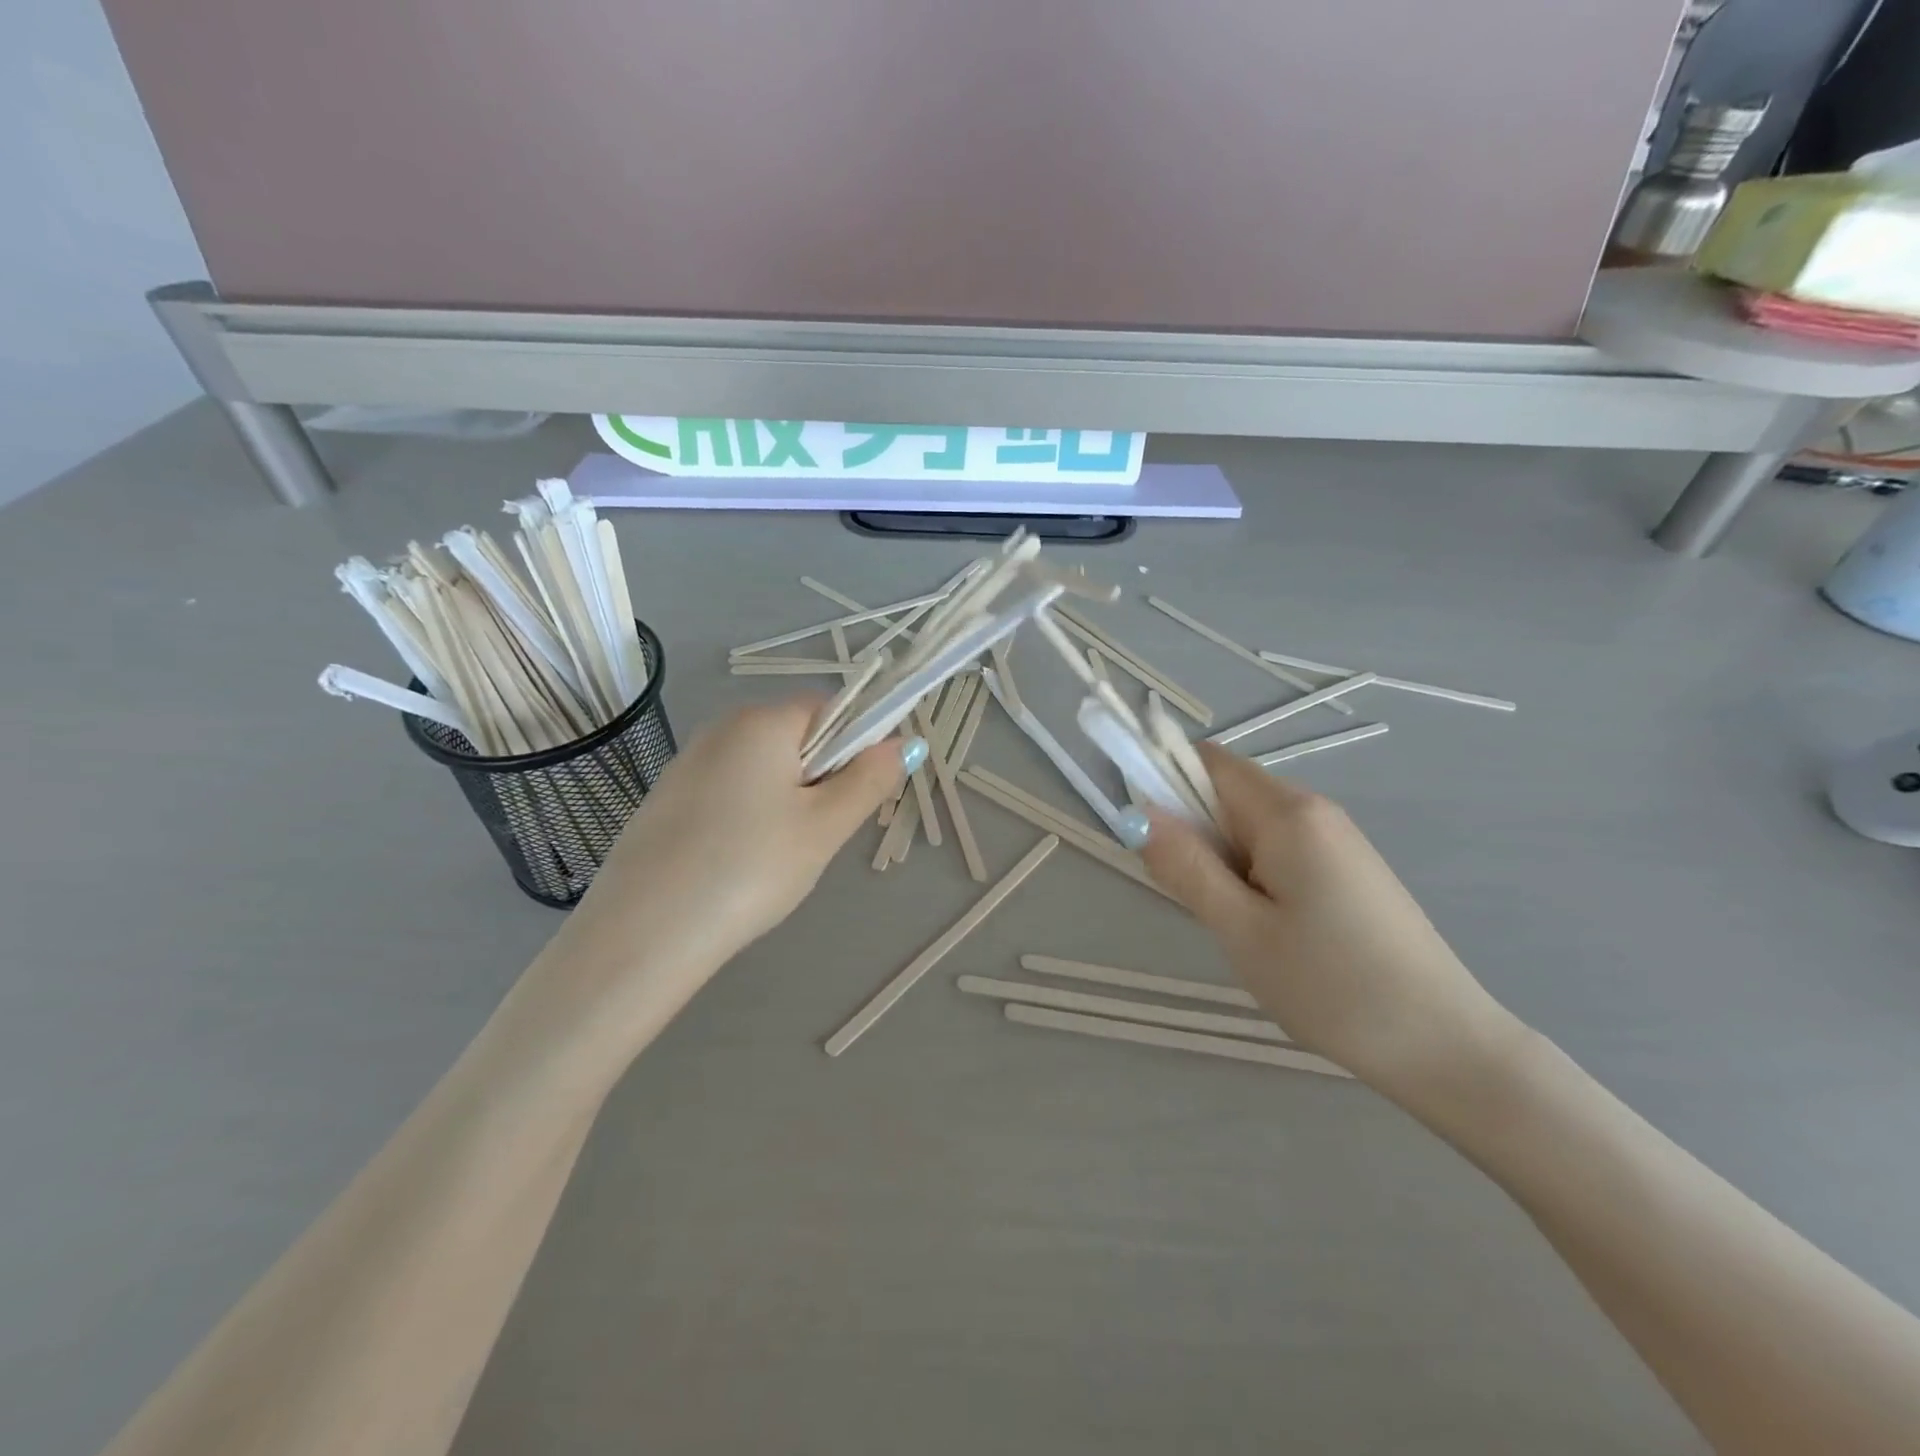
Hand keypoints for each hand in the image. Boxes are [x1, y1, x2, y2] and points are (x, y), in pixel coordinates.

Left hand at [570, 699, 915, 967]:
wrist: (645, 934)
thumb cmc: (750, 868)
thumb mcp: (825, 827)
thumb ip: (870, 780)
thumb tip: (906, 742)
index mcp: (762, 721)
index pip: (830, 710)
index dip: (855, 747)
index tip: (854, 798)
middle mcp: (721, 728)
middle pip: (795, 739)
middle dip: (820, 779)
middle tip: (818, 835)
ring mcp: (687, 763)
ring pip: (762, 770)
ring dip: (786, 802)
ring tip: (777, 857)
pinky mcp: (666, 799)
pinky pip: (728, 792)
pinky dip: (747, 817)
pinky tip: (738, 863)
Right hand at [1139, 742, 1522, 1098]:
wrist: (1444, 1046)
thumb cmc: (1333, 987)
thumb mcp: (1241, 930)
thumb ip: (1185, 866)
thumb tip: (1137, 813)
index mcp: (1288, 814)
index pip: (1207, 762)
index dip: (1164, 780)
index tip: (1146, 834)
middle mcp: (1315, 810)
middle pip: (1228, 790)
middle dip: (1194, 828)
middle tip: (1193, 896)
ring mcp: (1337, 838)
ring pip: (1251, 823)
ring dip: (1222, 856)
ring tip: (1233, 921)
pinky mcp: (1348, 867)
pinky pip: (1278, 847)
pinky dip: (1252, 872)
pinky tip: (1268, 927)